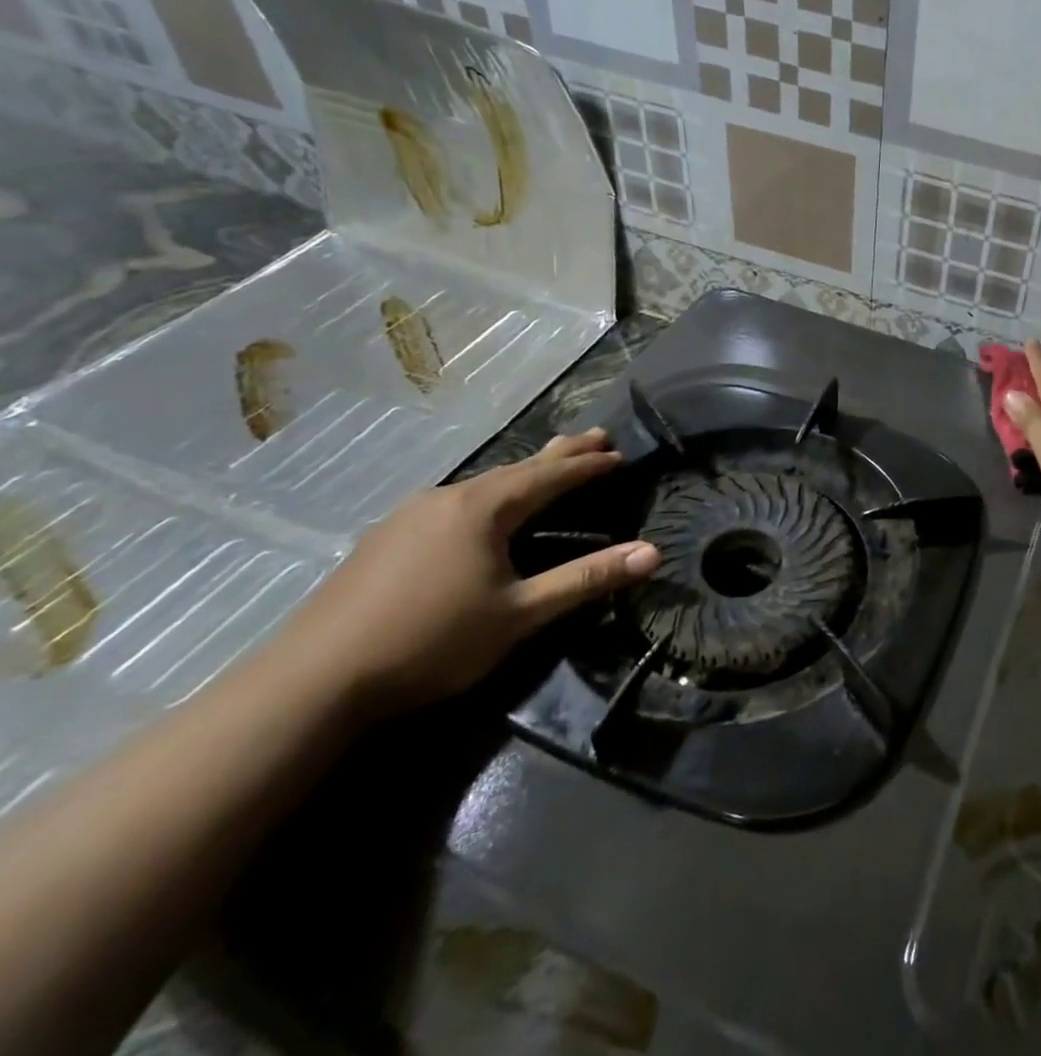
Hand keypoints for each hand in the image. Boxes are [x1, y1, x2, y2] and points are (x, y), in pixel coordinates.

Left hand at [281, 428, 657, 718]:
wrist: (311, 681)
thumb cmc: (431, 641)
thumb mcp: (521, 614)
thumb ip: (587, 579)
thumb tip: (653, 552)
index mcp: (484, 508)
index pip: (551, 476)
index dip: (589, 466)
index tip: (620, 454)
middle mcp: (448, 498)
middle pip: (518, 468)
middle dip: (560, 454)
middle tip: (595, 434)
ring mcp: (410, 515)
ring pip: (483, 484)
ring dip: (523, 473)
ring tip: (546, 467)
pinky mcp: (385, 539)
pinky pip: (454, 501)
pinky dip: (488, 494)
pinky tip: (481, 509)